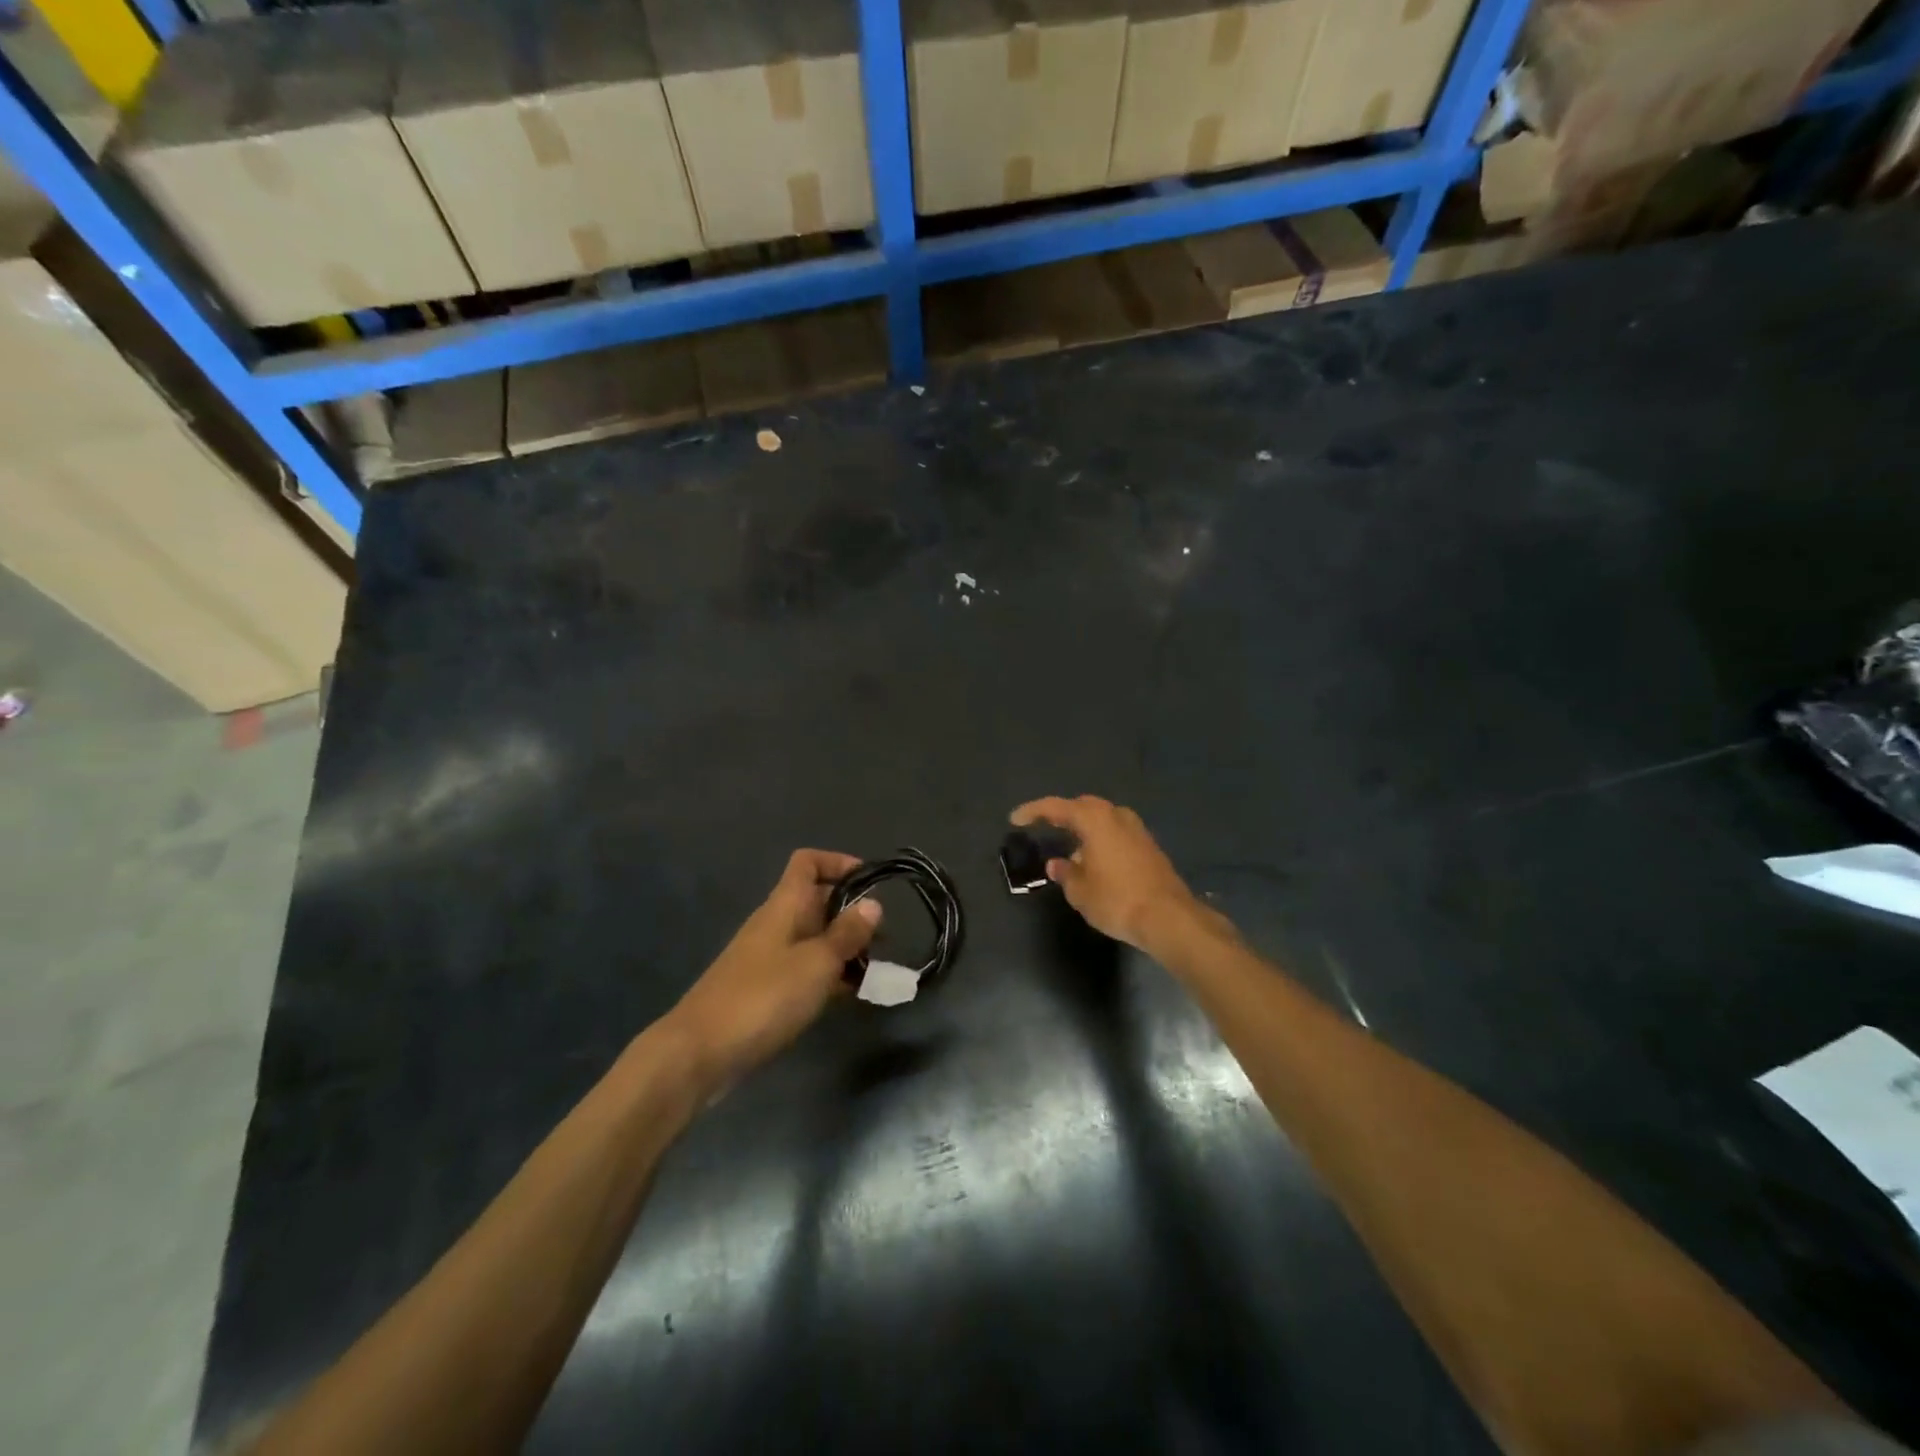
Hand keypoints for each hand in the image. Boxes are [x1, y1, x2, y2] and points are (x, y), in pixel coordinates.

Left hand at [666, 850, 880, 1095]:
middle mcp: (775, 924)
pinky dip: (829, 976)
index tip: (871, 883)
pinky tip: (851, 996)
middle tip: (884, 939)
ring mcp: (768, 958)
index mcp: (784, 905)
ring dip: (844, 949)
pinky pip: (805, 970)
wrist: (700, 1053)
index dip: (839, 863)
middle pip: (817, 902)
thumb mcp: (817, 963)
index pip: (808, 862)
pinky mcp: (765, 991)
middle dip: (852, 915)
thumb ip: (847, 933)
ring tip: (876, 971)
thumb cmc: (764, 997)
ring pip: (814, 939)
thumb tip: (872, 904)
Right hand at [1010, 796, 1223, 953]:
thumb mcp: (1080, 891)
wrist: (1168, 917)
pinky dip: (1100, 840)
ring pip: (1102, 819)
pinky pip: (1115, 833)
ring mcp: (1136, 829)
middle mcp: (1116, 816)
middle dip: (1062, 815)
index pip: (1056, 807)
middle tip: (1043, 827)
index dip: (1033, 811)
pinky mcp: (1148, 846)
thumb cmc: (1117, 900)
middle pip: (1082, 807)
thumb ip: (1065, 873)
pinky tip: (1093, 860)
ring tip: (1068, 848)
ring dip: (1083, 829)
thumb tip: (1057, 864)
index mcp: (1094, 819)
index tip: (1015, 819)